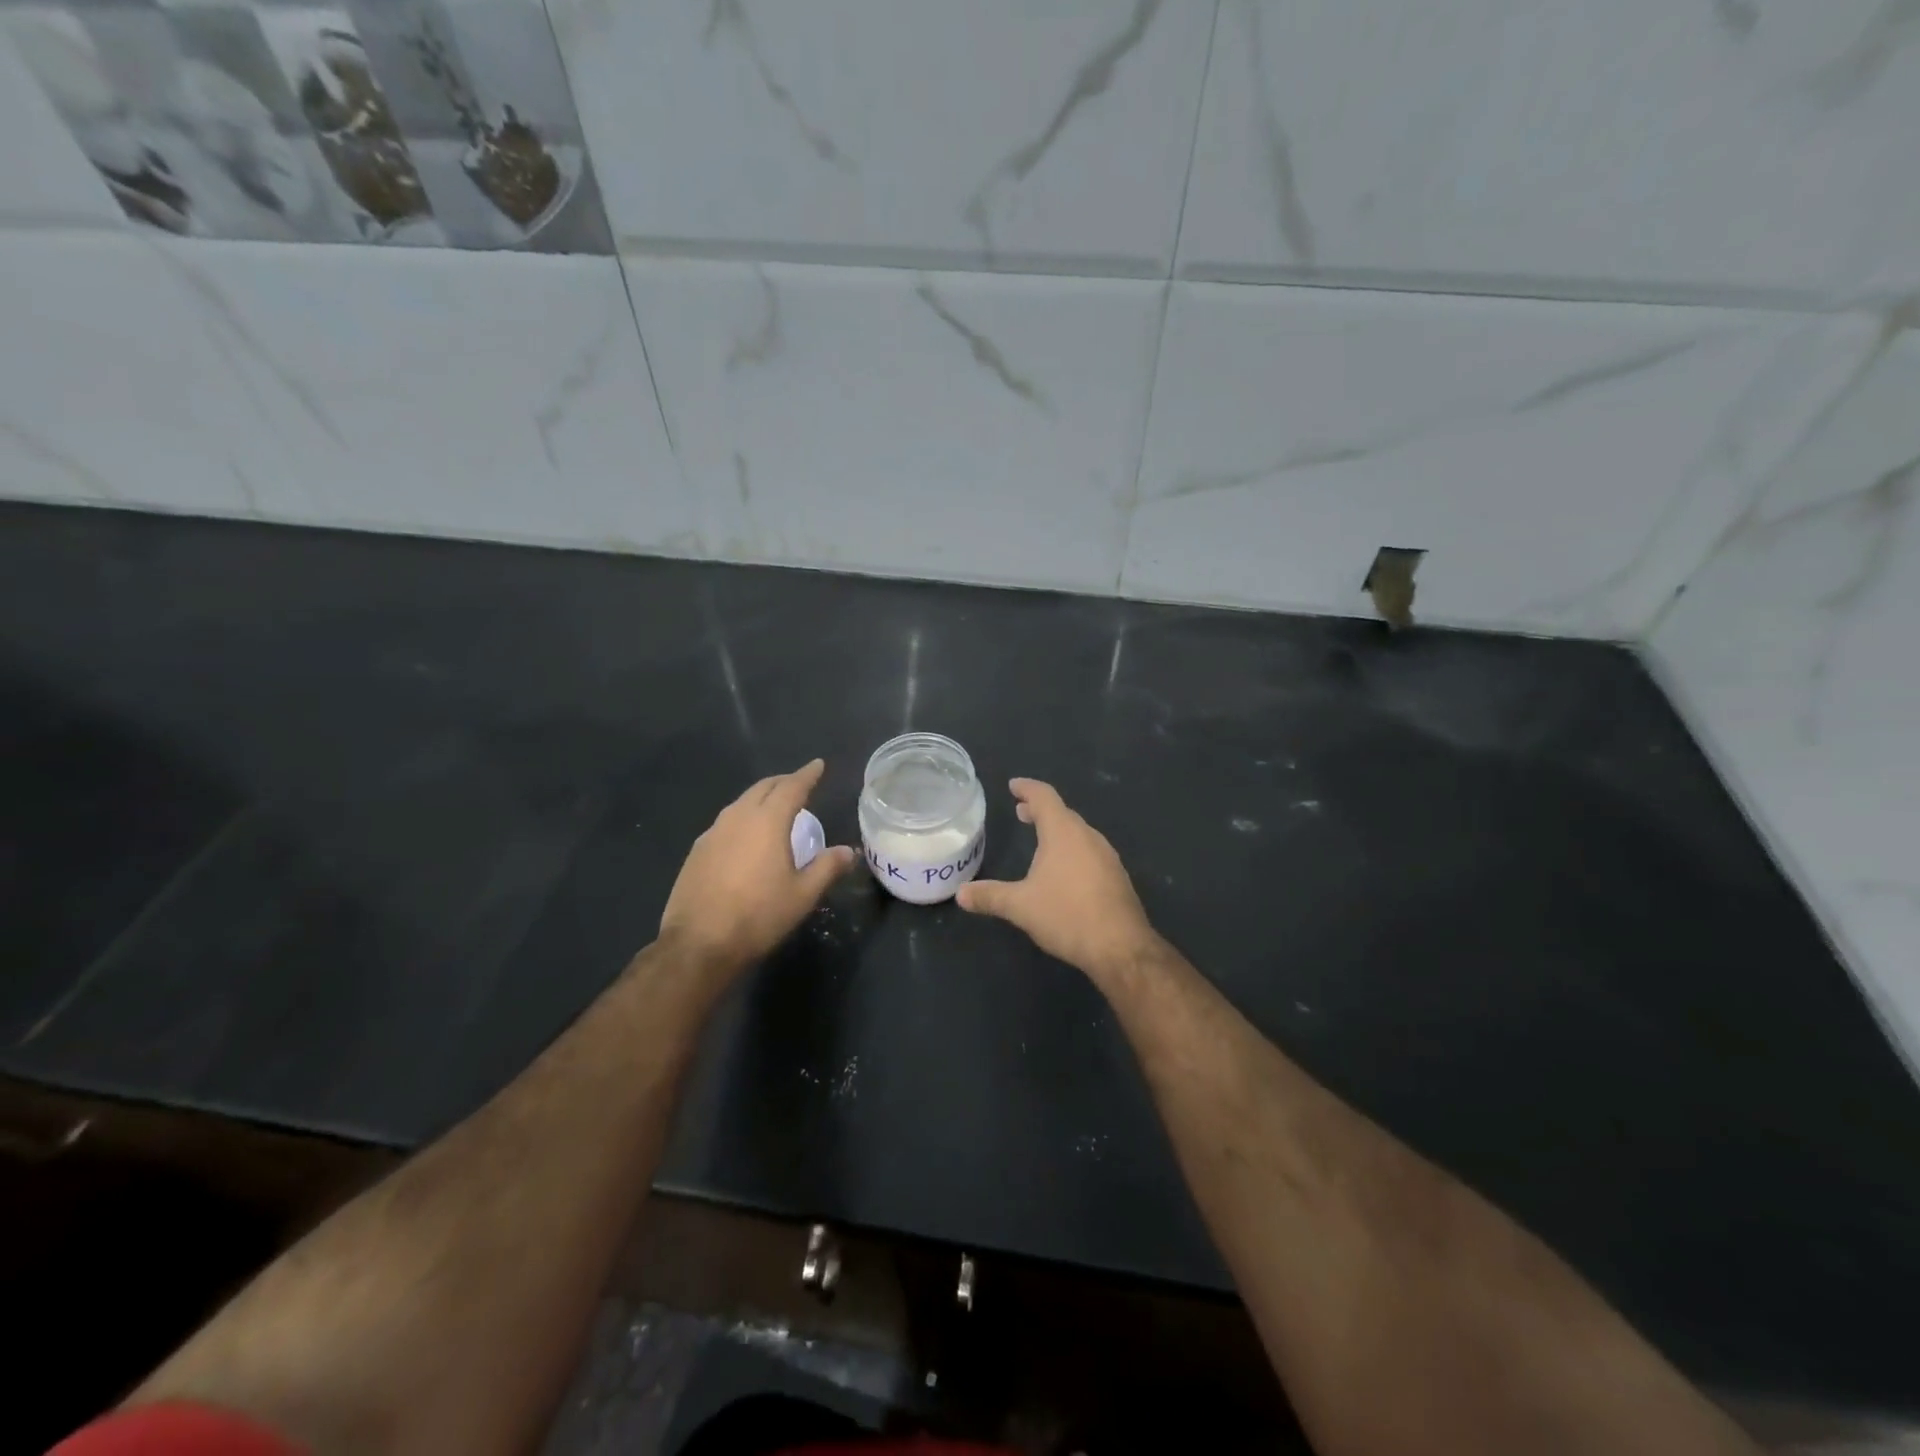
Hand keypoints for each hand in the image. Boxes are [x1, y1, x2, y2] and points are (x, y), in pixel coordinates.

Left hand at [659, 759, 855, 975]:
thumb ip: (827, 867)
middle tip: (799, 783)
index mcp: (767, 822)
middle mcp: (738, 818)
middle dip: (783, 782)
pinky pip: (725, 823)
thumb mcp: (802, 895)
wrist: (698, 944)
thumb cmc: (758, 916)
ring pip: (741, 804)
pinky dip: (742, 819)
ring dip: (760, 798)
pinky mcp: (697, 852)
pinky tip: (746, 837)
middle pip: (762, 788)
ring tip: (774, 807)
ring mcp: (712, 833)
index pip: (791, 787)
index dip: (807, 775)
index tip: (817, 765)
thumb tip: (849, 851)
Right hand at [957, 778, 1157, 978]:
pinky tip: (1065, 871)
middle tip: (1021, 812)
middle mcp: (1088, 837)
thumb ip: (990, 896)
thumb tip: (960, 894)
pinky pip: (1090, 852)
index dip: (1027, 788)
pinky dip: (1072, 850)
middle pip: (1063, 813)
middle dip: (1040, 811)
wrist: (1120, 947)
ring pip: (1078, 833)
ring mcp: (1107, 856)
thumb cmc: (1066, 915)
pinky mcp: (1116, 877)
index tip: (1013, 785)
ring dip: (1058, 831)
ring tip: (1041, 841)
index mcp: (1063, 833)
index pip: (1044, 797)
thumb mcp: (1020, 907)